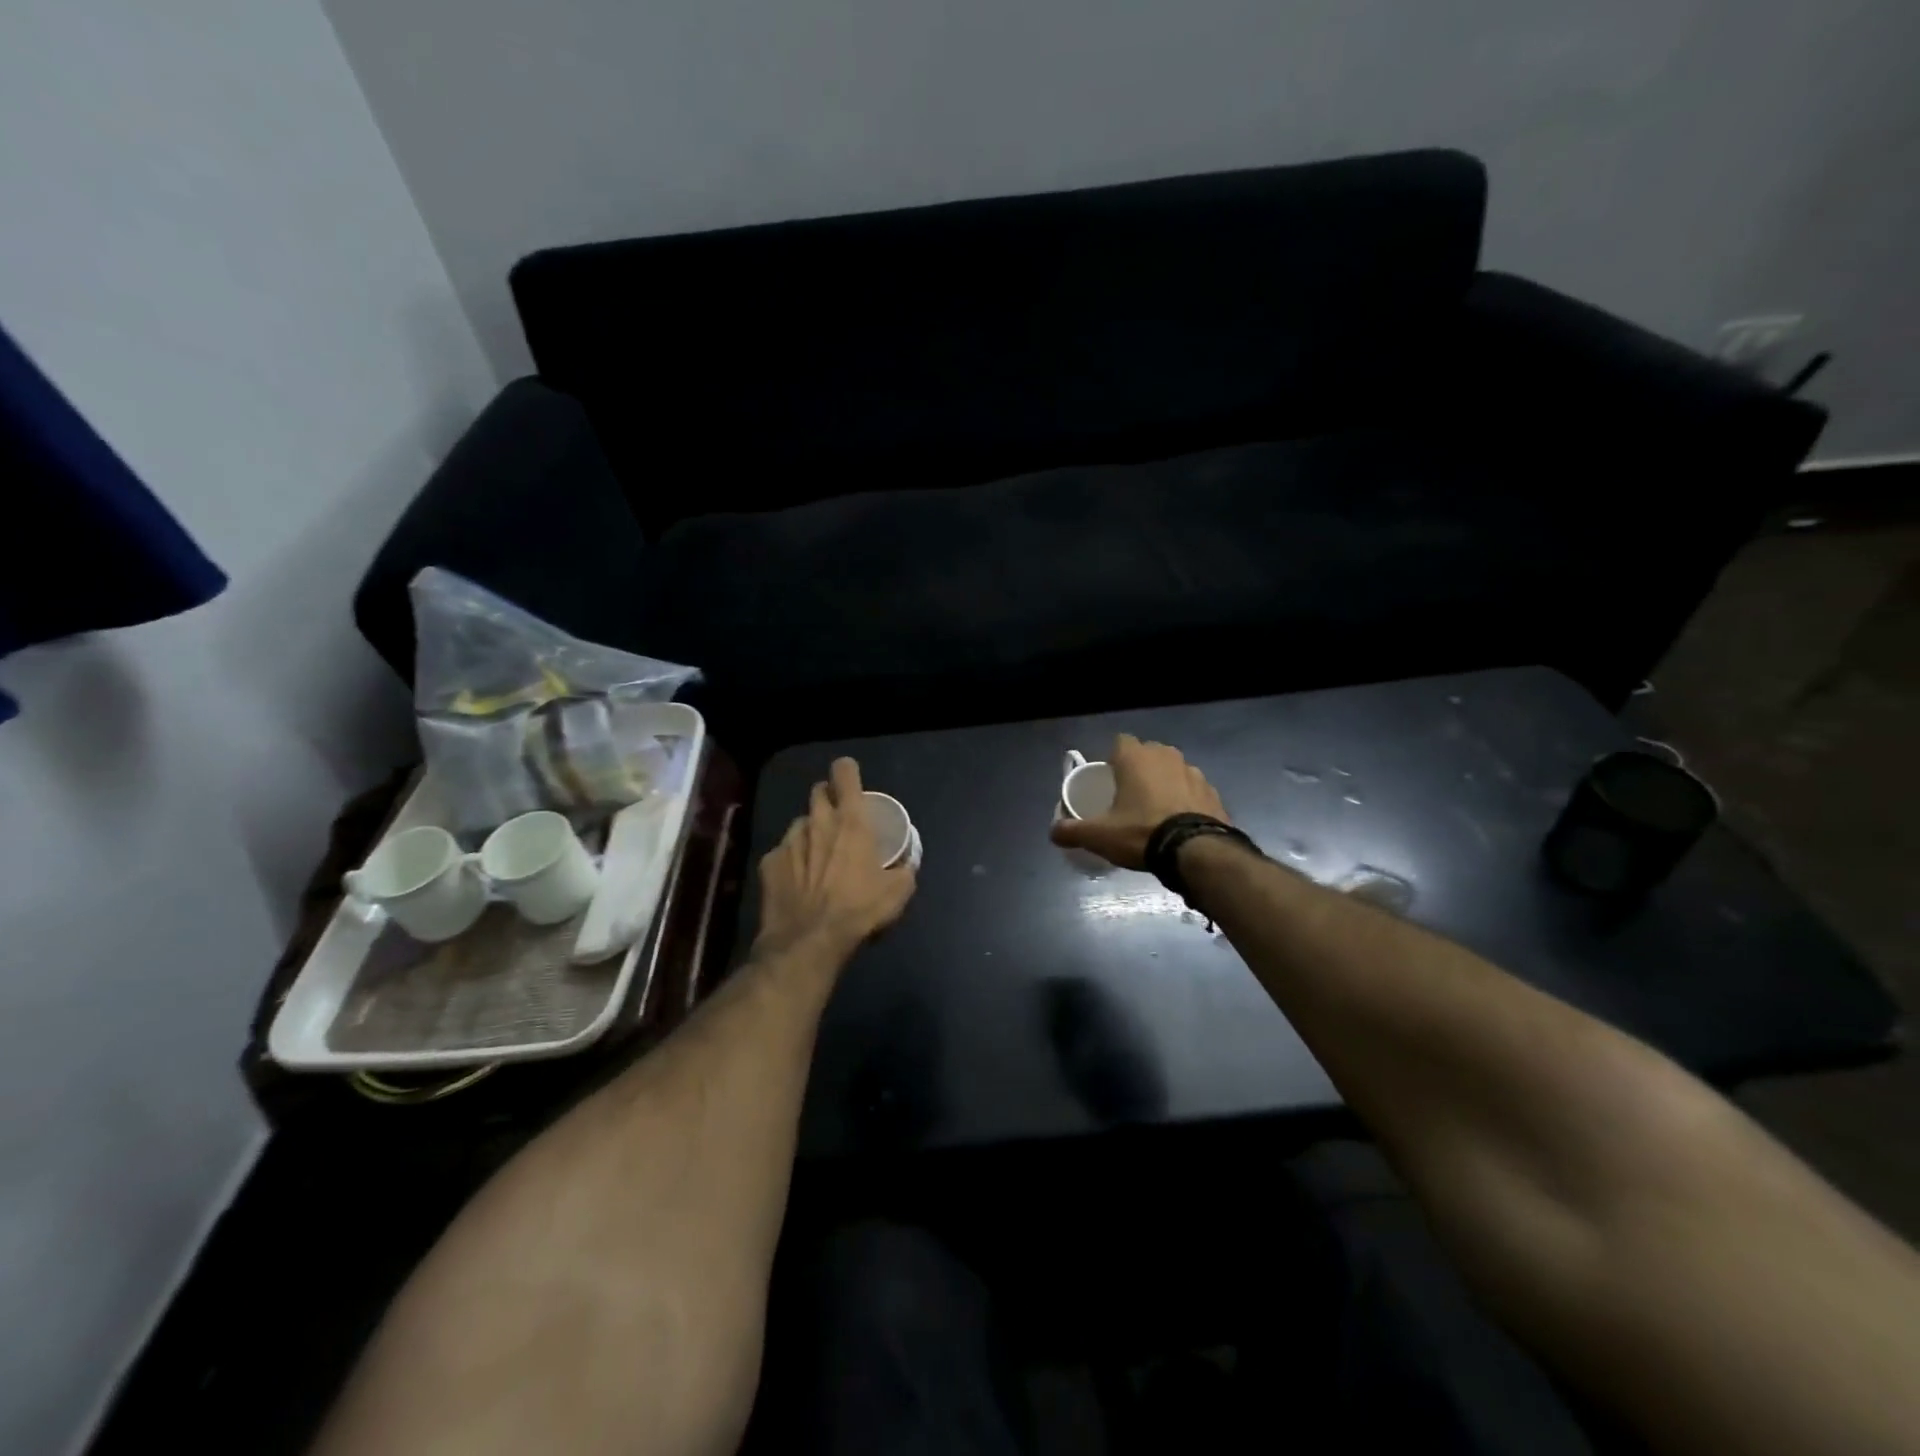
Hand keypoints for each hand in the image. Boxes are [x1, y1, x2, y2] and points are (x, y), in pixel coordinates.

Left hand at [754, 757, 916, 958]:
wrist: (809, 940)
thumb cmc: (859, 909)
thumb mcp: (898, 892)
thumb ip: (905, 869)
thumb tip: (907, 863)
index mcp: (850, 820)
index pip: (844, 772)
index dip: (848, 771)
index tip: (852, 782)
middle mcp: (817, 821)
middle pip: (818, 790)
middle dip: (828, 798)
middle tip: (839, 820)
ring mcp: (789, 841)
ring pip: (800, 822)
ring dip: (810, 831)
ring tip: (818, 856)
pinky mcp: (769, 862)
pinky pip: (782, 852)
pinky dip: (791, 860)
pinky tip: (797, 881)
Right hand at [1049, 734, 1227, 869]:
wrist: (1198, 851)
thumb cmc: (1142, 832)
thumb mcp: (1099, 835)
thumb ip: (1072, 831)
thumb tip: (1052, 832)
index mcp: (1136, 758)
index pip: (1120, 742)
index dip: (1113, 759)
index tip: (1109, 779)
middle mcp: (1166, 756)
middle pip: (1148, 754)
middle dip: (1139, 770)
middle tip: (1129, 796)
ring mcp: (1194, 773)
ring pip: (1173, 771)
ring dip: (1164, 784)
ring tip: (1156, 811)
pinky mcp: (1214, 793)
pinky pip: (1193, 791)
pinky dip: (1186, 801)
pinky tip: (1179, 822)